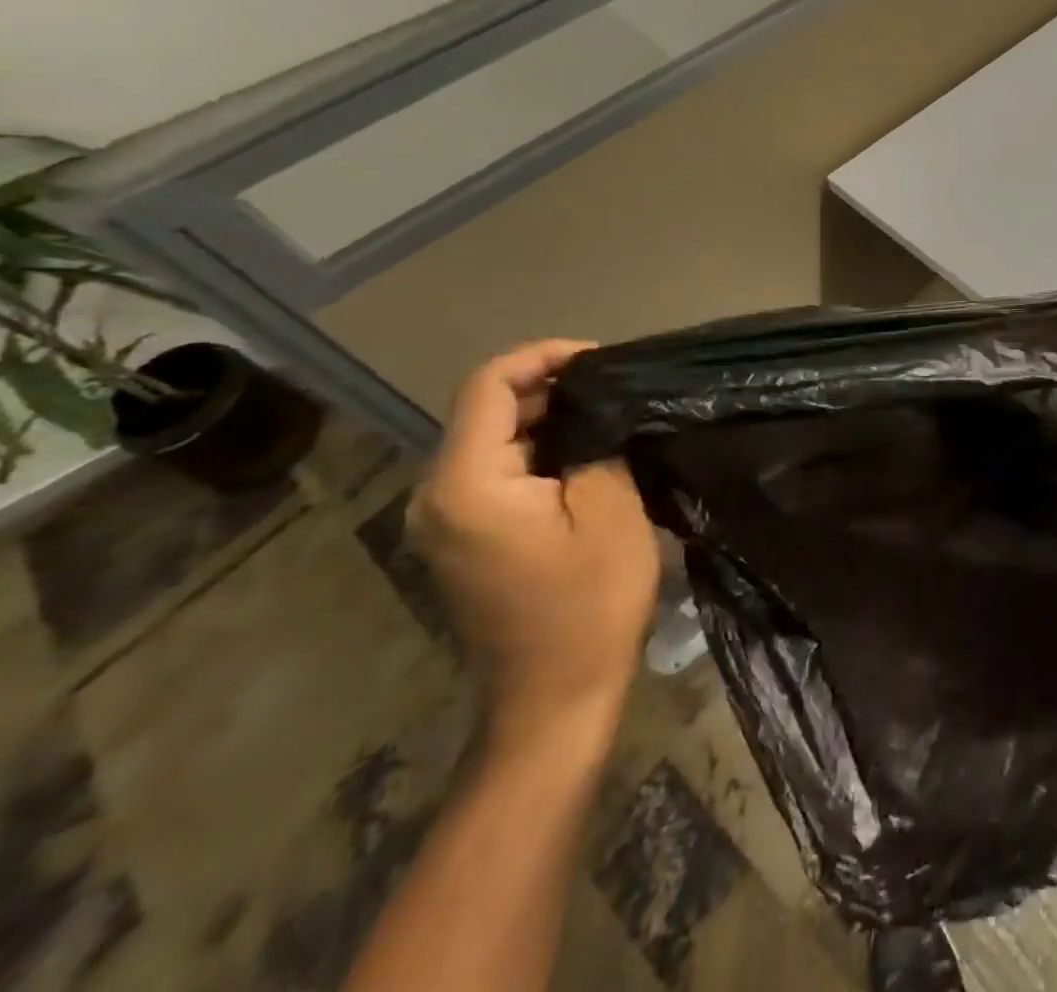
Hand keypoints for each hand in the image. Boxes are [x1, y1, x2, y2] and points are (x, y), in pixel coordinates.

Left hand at [410, 341, 660, 747]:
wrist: (553, 700)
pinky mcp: (465, 536)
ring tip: (611, 413)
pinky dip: (540, 450)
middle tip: (618, 386)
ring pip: (495, 438)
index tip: (602, 359)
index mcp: (468, 483)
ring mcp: (446, 518)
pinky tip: (587, 453)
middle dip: (553, 386)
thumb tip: (594, 407)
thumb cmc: (588, 605)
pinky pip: (498, 470)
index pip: (490, 384)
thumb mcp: (610, 511)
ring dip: (549, 417)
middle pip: (488, 408)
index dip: (545, 356)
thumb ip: (596, 442)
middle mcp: (438, 494)